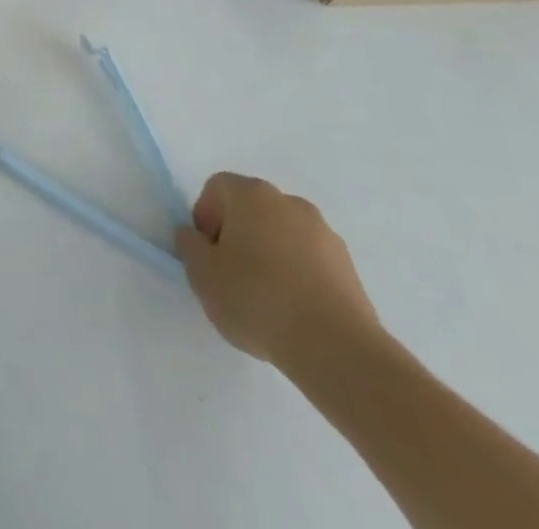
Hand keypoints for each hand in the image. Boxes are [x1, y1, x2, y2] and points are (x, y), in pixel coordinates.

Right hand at [174, 172, 379, 369]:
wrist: (337, 349)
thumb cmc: (257, 299)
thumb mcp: (202, 274)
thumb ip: (189, 246)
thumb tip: (194, 236)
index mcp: (251, 194)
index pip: (217, 188)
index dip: (205, 217)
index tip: (207, 254)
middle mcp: (289, 202)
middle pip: (251, 209)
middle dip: (237, 236)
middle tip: (231, 276)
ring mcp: (324, 233)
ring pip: (282, 235)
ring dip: (270, 256)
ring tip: (266, 301)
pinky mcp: (349, 267)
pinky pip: (310, 261)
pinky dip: (298, 276)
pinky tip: (294, 313)